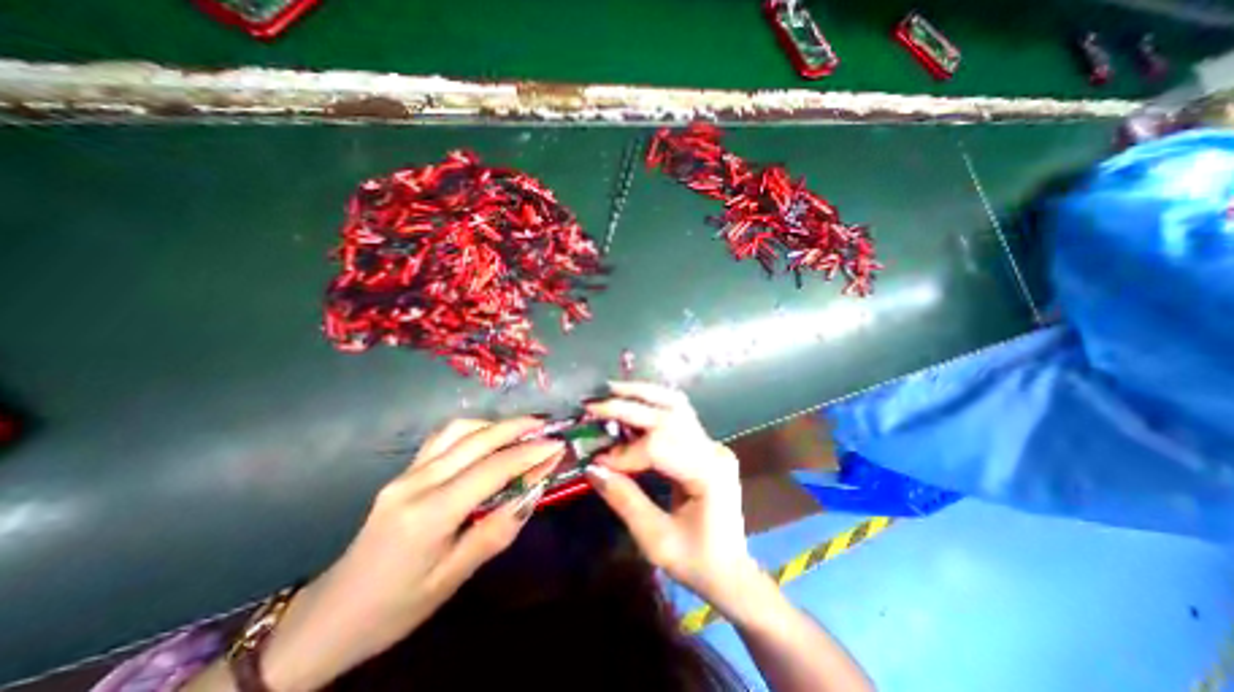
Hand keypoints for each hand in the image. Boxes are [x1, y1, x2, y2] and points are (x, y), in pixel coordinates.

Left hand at [258, 415, 563, 691]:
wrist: (330, 616)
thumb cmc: (395, 607)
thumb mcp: (452, 579)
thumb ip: (496, 532)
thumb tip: (532, 495)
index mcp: (430, 514)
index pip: (492, 470)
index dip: (529, 454)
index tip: (557, 445)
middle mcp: (417, 482)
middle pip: (477, 440)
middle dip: (517, 427)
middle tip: (547, 425)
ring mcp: (407, 473)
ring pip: (458, 430)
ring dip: (495, 424)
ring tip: (523, 427)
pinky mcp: (404, 472)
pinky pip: (443, 438)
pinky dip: (473, 429)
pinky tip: (488, 436)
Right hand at [584, 385, 758, 605]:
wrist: (731, 571)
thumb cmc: (696, 562)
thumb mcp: (656, 540)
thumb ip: (624, 500)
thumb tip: (592, 468)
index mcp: (708, 474)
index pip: (659, 447)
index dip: (624, 452)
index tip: (597, 461)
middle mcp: (713, 450)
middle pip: (668, 415)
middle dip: (628, 407)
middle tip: (594, 403)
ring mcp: (712, 444)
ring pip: (676, 405)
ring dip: (643, 394)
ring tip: (613, 389)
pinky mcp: (705, 445)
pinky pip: (677, 416)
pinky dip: (652, 405)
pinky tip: (633, 401)